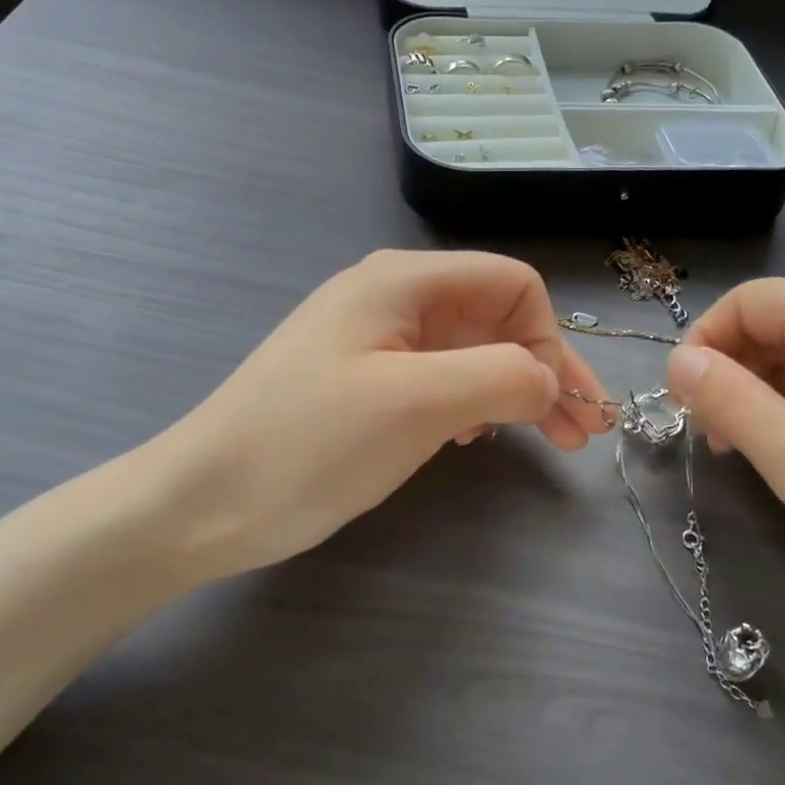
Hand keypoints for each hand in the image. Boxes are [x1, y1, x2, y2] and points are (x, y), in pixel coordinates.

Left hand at [144, 250, 610, 579]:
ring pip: (469, 352)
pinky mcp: (361, 382)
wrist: (203, 503)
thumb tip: (549, 380)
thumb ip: (501, 376)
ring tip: (545, 439)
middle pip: (494, 319)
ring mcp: (372, 341)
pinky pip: (436, 379)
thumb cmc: (310, 445)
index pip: (511, 284)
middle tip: (582, 434)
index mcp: (403, 282)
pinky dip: (470, 404)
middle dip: (544, 370)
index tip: (561, 404)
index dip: (548, 339)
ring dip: (514, 391)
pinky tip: (472, 439)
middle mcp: (391, 298)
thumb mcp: (417, 404)